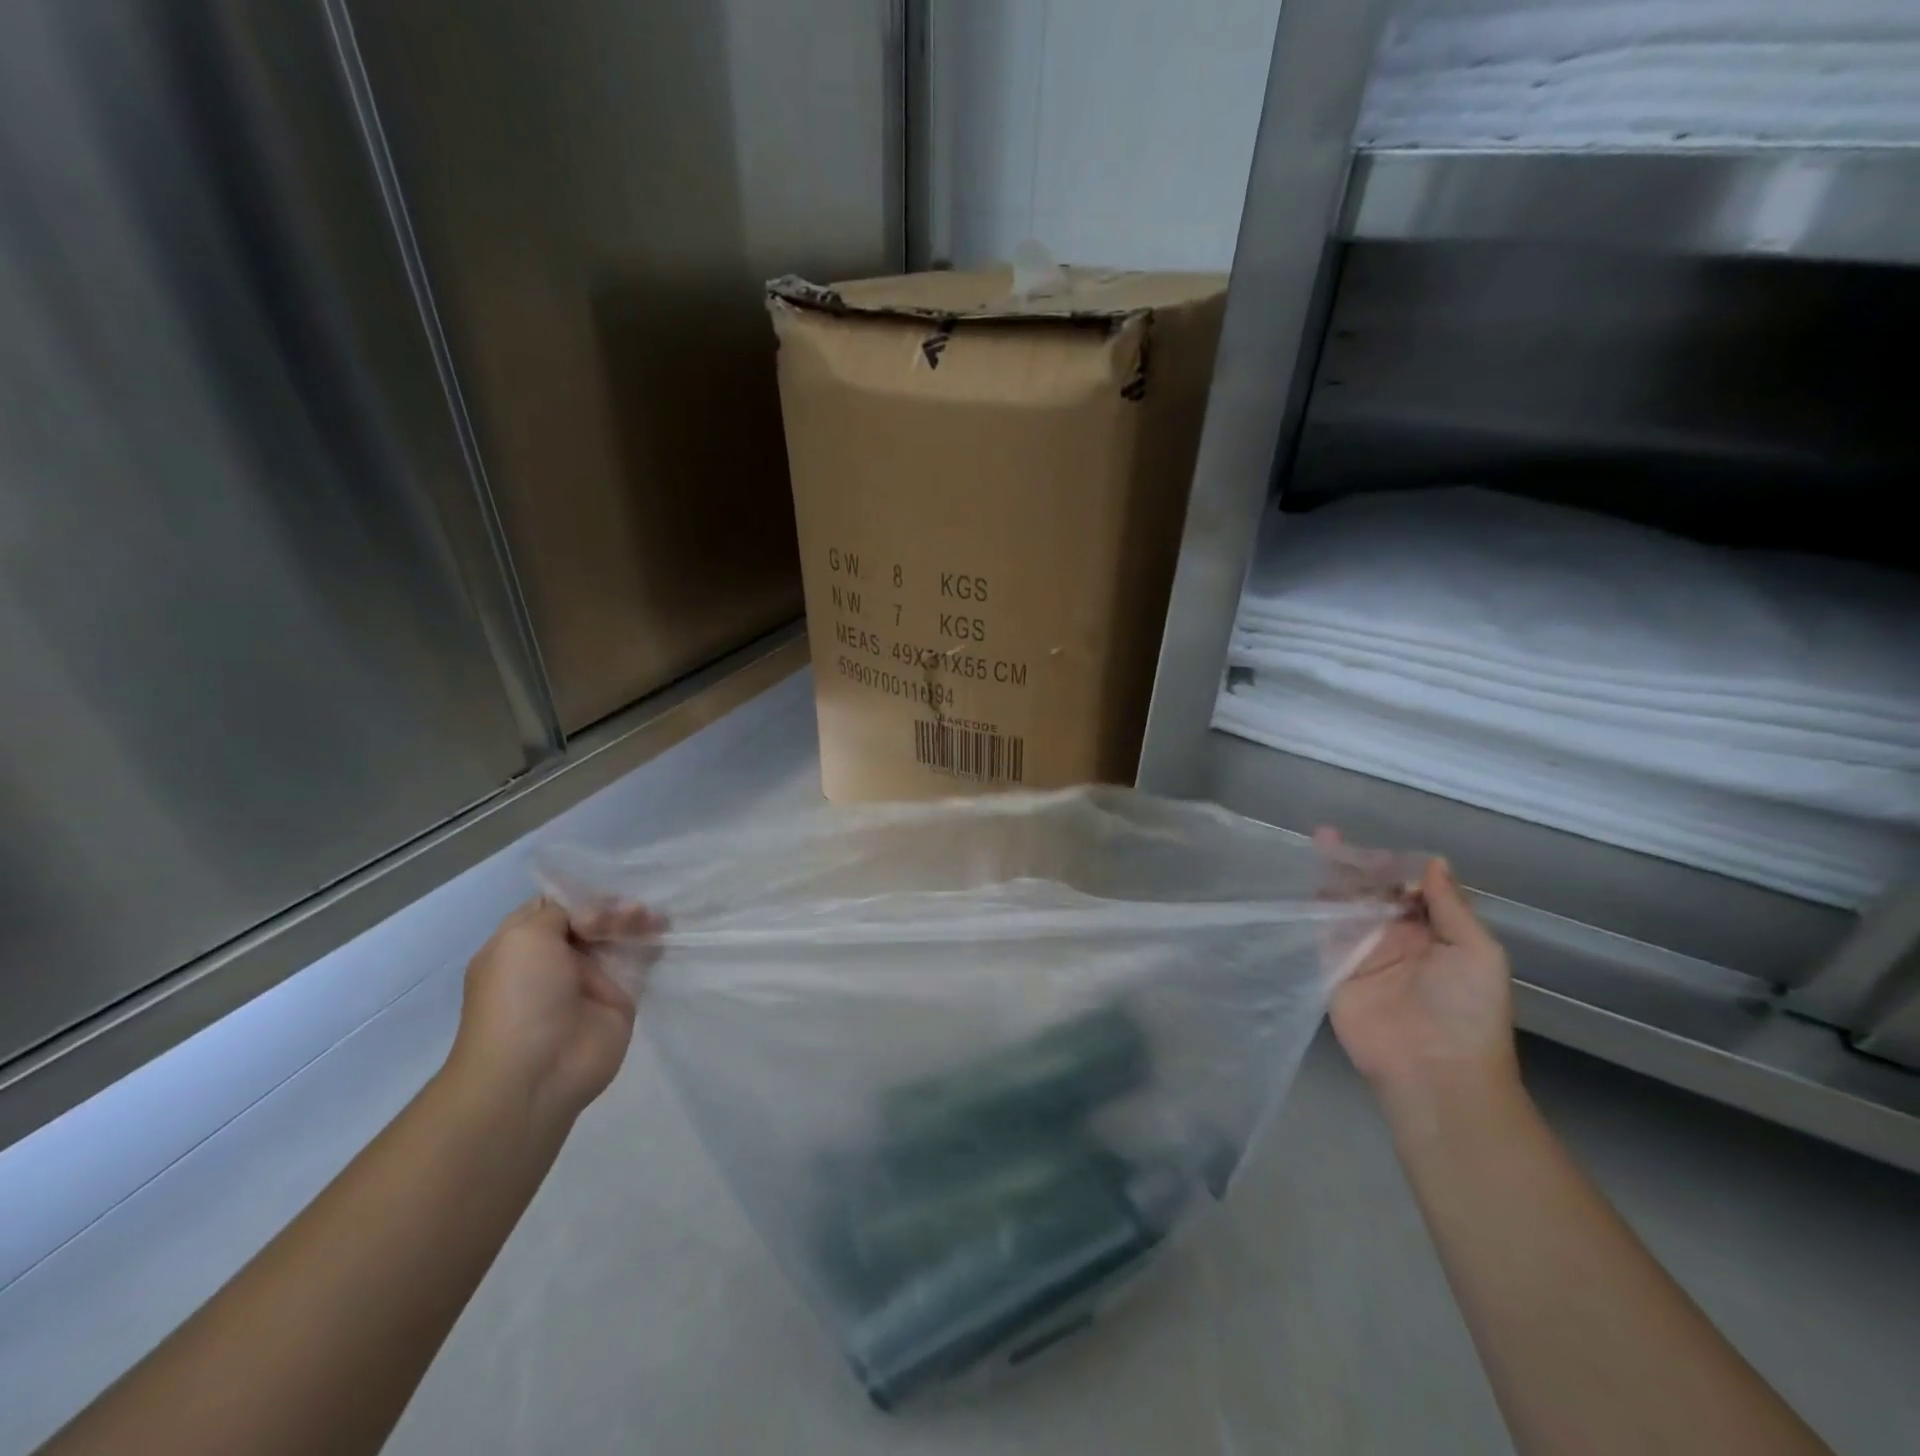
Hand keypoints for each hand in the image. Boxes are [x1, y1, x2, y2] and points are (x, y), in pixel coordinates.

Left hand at [449, 898, 663, 1128]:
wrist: (537, 1071)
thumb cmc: (519, 998)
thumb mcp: (524, 938)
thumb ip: (562, 910)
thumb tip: (595, 912)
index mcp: (524, 943)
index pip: (558, 904)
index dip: (582, 892)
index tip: (606, 885)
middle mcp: (556, 958)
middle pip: (593, 917)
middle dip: (614, 907)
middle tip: (630, 911)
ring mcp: (590, 978)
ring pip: (619, 936)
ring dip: (636, 921)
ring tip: (651, 920)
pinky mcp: (621, 997)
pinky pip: (641, 962)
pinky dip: (655, 945)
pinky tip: (664, 932)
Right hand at [1325, 849, 1518, 1103]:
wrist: (1433, 1069)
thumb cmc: (1467, 1010)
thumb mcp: (1478, 953)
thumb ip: (1451, 907)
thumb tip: (1434, 862)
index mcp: (1434, 933)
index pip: (1410, 889)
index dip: (1395, 866)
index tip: (1377, 848)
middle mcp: (1396, 938)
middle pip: (1371, 892)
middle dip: (1355, 864)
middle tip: (1332, 836)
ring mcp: (1362, 953)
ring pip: (1343, 906)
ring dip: (1331, 878)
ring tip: (1316, 846)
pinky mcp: (1334, 969)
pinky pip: (1321, 933)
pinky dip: (1312, 908)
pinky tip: (1304, 885)